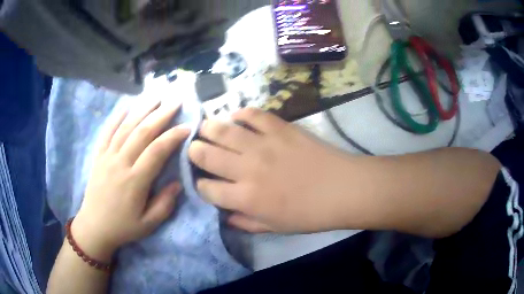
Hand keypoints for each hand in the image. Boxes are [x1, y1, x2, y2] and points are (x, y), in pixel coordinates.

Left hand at [73, 101, 189, 261]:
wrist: (94, 227)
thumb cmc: (123, 227)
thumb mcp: (148, 224)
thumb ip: (165, 204)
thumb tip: (177, 182)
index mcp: (135, 181)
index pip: (157, 151)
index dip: (173, 136)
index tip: (187, 126)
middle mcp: (120, 163)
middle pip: (142, 132)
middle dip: (161, 114)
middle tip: (175, 101)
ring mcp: (107, 157)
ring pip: (126, 127)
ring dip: (142, 109)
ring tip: (156, 96)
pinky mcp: (98, 155)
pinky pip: (107, 131)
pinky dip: (117, 117)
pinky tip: (127, 105)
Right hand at [189, 108, 358, 233]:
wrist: (342, 189)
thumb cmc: (309, 214)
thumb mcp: (274, 228)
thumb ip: (245, 223)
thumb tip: (224, 215)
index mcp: (245, 198)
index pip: (207, 188)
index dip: (200, 185)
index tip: (203, 182)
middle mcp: (247, 169)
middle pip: (205, 154)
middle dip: (194, 151)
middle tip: (196, 149)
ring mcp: (262, 144)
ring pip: (221, 130)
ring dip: (207, 128)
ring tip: (204, 128)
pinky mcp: (279, 127)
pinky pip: (252, 114)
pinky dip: (240, 114)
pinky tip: (236, 117)